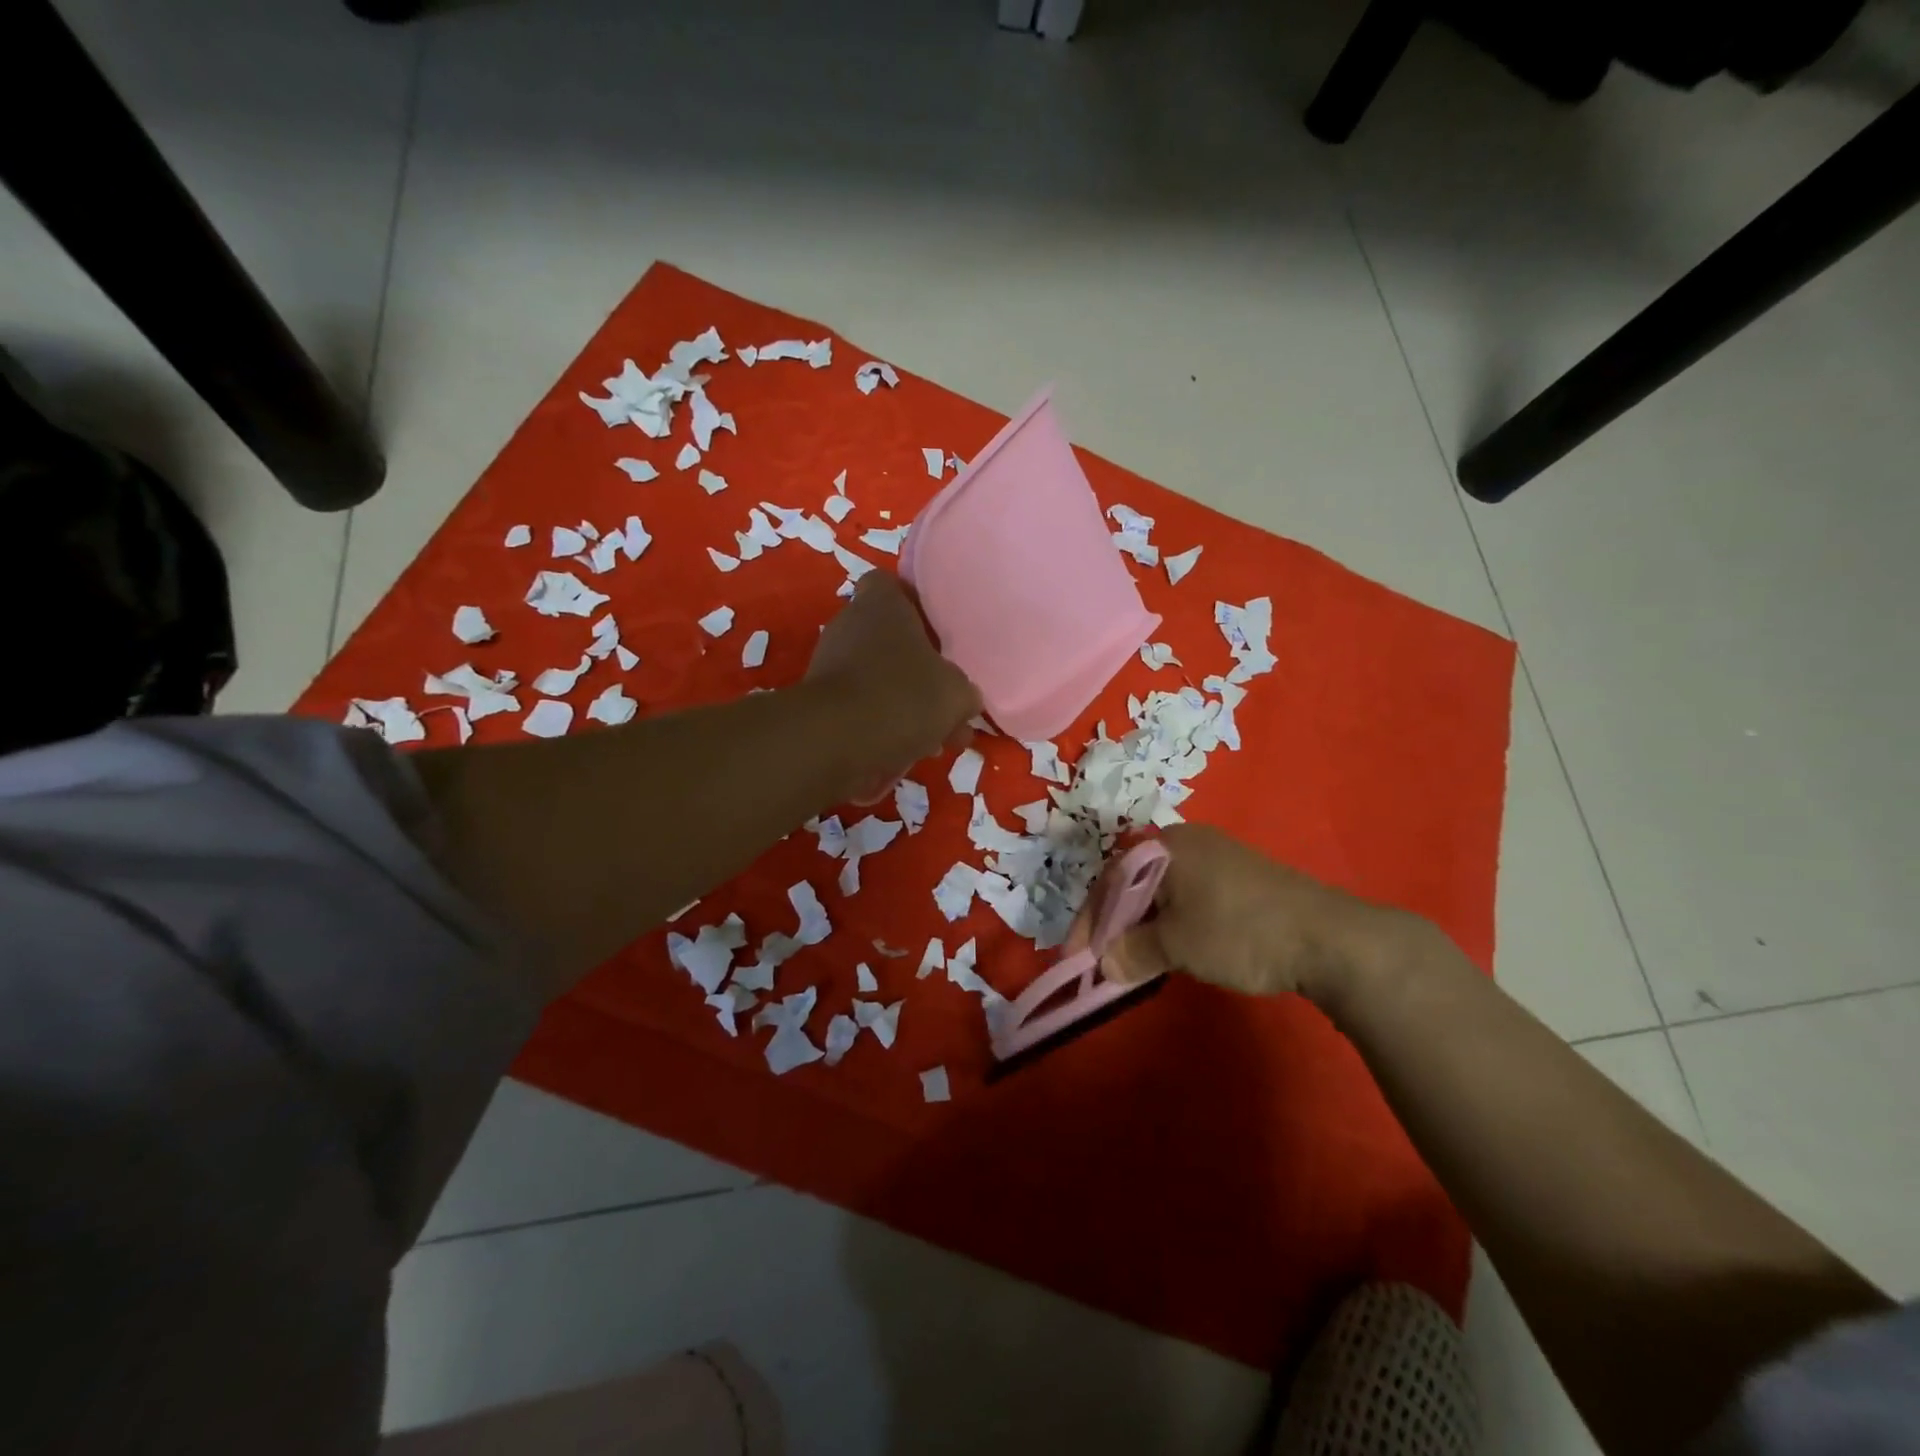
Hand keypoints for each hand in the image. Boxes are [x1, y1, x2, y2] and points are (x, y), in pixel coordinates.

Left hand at [806, 571, 981, 797]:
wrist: (835, 741)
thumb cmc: (902, 696)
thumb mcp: (957, 694)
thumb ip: (964, 692)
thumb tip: (963, 700)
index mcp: (882, 605)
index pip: (891, 585)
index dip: (914, 606)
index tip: (937, 634)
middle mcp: (850, 625)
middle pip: (888, 640)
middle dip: (917, 671)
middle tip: (945, 701)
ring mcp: (829, 665)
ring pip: (877, 679)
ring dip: (904, 705)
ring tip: (934, 739)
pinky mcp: (820, 703)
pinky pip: (861, 709)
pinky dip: (882, 727)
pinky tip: (907, 753)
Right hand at [1083, 824, 1403, 1006]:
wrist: (1329, 938)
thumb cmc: (1239, 931)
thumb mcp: (1178, 945)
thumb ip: (1133, 952)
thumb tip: (1105, 965)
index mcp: (1165, 846)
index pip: (1110, 880)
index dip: (1090, 920)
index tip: (1077, 956)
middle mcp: (1188, 842)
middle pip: (1133, 882)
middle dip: (1115, 923)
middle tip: (1104, 959)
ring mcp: (1218, 857)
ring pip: (1161, 891)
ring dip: (1143, 926)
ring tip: (1134, 959)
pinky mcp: (1240, 878)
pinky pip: (1189, 896)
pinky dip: (1171, 923)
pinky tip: (1174, 947)